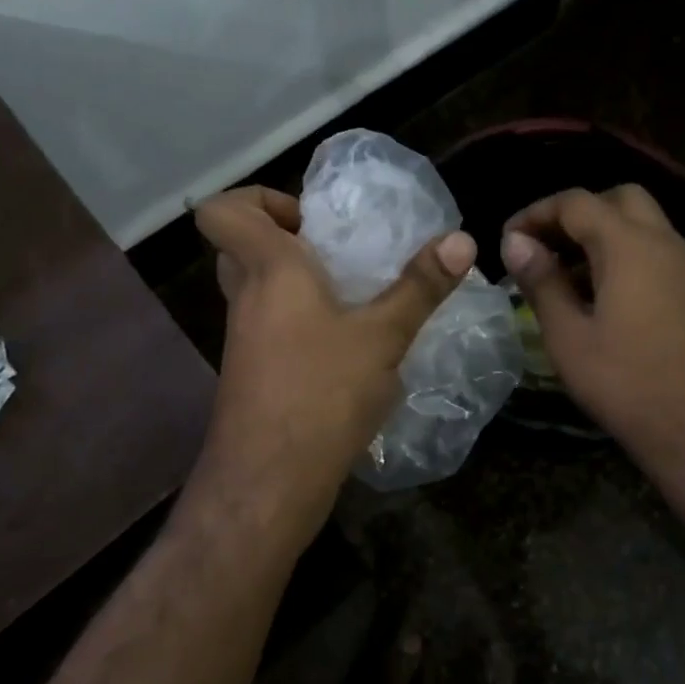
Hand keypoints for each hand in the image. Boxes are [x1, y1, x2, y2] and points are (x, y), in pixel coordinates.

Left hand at [194, 186, 475, 531]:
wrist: (268, 483)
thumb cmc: (321, 393)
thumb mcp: (382, 336)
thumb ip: (420, 286)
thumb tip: (462, 239)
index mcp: (268, 269)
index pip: (222, 211)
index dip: (257, 200)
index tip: (310, 221)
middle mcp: (246, 297)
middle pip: (242, 245)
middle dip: (287, 238)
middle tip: (337, 251)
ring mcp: (244, 337)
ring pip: (258, 287)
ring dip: (299, 282)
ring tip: (355, 294)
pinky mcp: (253, 371)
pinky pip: (270, 324)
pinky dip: (302, 320)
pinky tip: (349, 344)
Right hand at [501, 186, 684, 489]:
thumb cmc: (627, 385)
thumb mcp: (568, 336)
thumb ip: (541, 281)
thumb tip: (515, 242)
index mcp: (630, 246)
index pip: (576, 202)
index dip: (536, 213)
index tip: (508, 241)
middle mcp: (665, 243)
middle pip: (617, 199)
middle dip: (575, 213)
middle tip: (543, 247)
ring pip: (640, 224)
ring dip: (600, 234)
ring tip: (562, 273)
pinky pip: (655, 251)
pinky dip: (623, 254)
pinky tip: (599, 296)